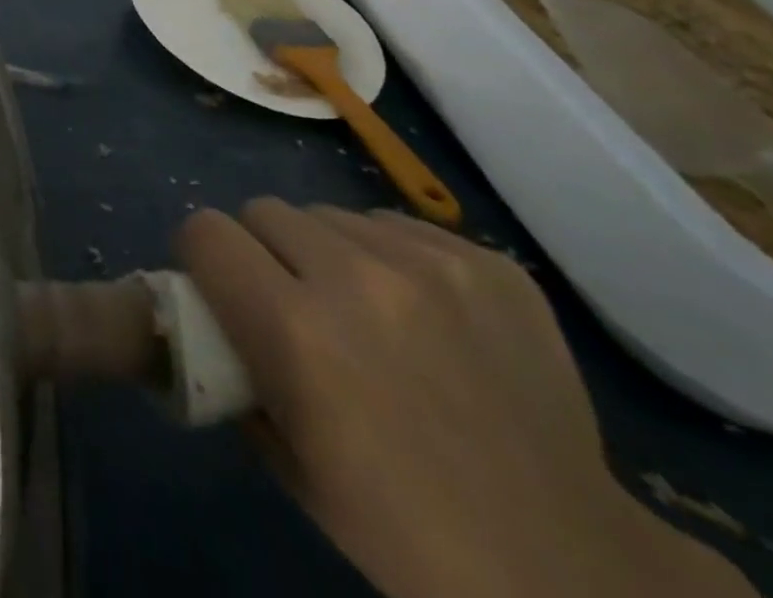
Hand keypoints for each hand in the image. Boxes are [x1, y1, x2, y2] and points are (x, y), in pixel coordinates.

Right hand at [179, 199, 754, 597]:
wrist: (568, 570)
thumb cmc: (401, 526)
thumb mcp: (284, 458)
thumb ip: (235, 367)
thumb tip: (215, 315)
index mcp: (293, 330)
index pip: (205, 231)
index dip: (204, 257)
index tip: (221, 287)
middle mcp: (354, 279)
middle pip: (264, 210)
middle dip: (264, 250)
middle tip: (293, 301)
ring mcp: (431, 267)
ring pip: (329, 214)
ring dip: (328, 252)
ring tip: (365, 310)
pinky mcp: (490, 265)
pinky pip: (397, 227)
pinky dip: (391, 259)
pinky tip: (423, 316)